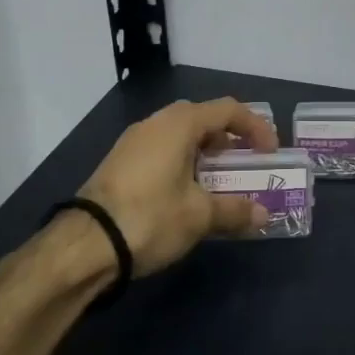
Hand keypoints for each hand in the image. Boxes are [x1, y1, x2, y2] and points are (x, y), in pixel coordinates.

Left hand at [78, 98, 275, 273]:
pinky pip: (161, 151)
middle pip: (202, 118)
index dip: (255, 127)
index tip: (269, 153)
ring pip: (179, 135)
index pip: (228, 110)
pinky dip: (182, 162)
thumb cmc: (151, 217)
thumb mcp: (199, 216)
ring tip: (217, 181)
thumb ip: (235, 210)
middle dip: (228, 139)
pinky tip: (185, 193)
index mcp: (179, 124)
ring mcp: (132, 142)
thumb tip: (263, 215)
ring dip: (204, 152)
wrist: (84, 244)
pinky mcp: (119, 163)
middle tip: (244, 163)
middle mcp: (155, 123)